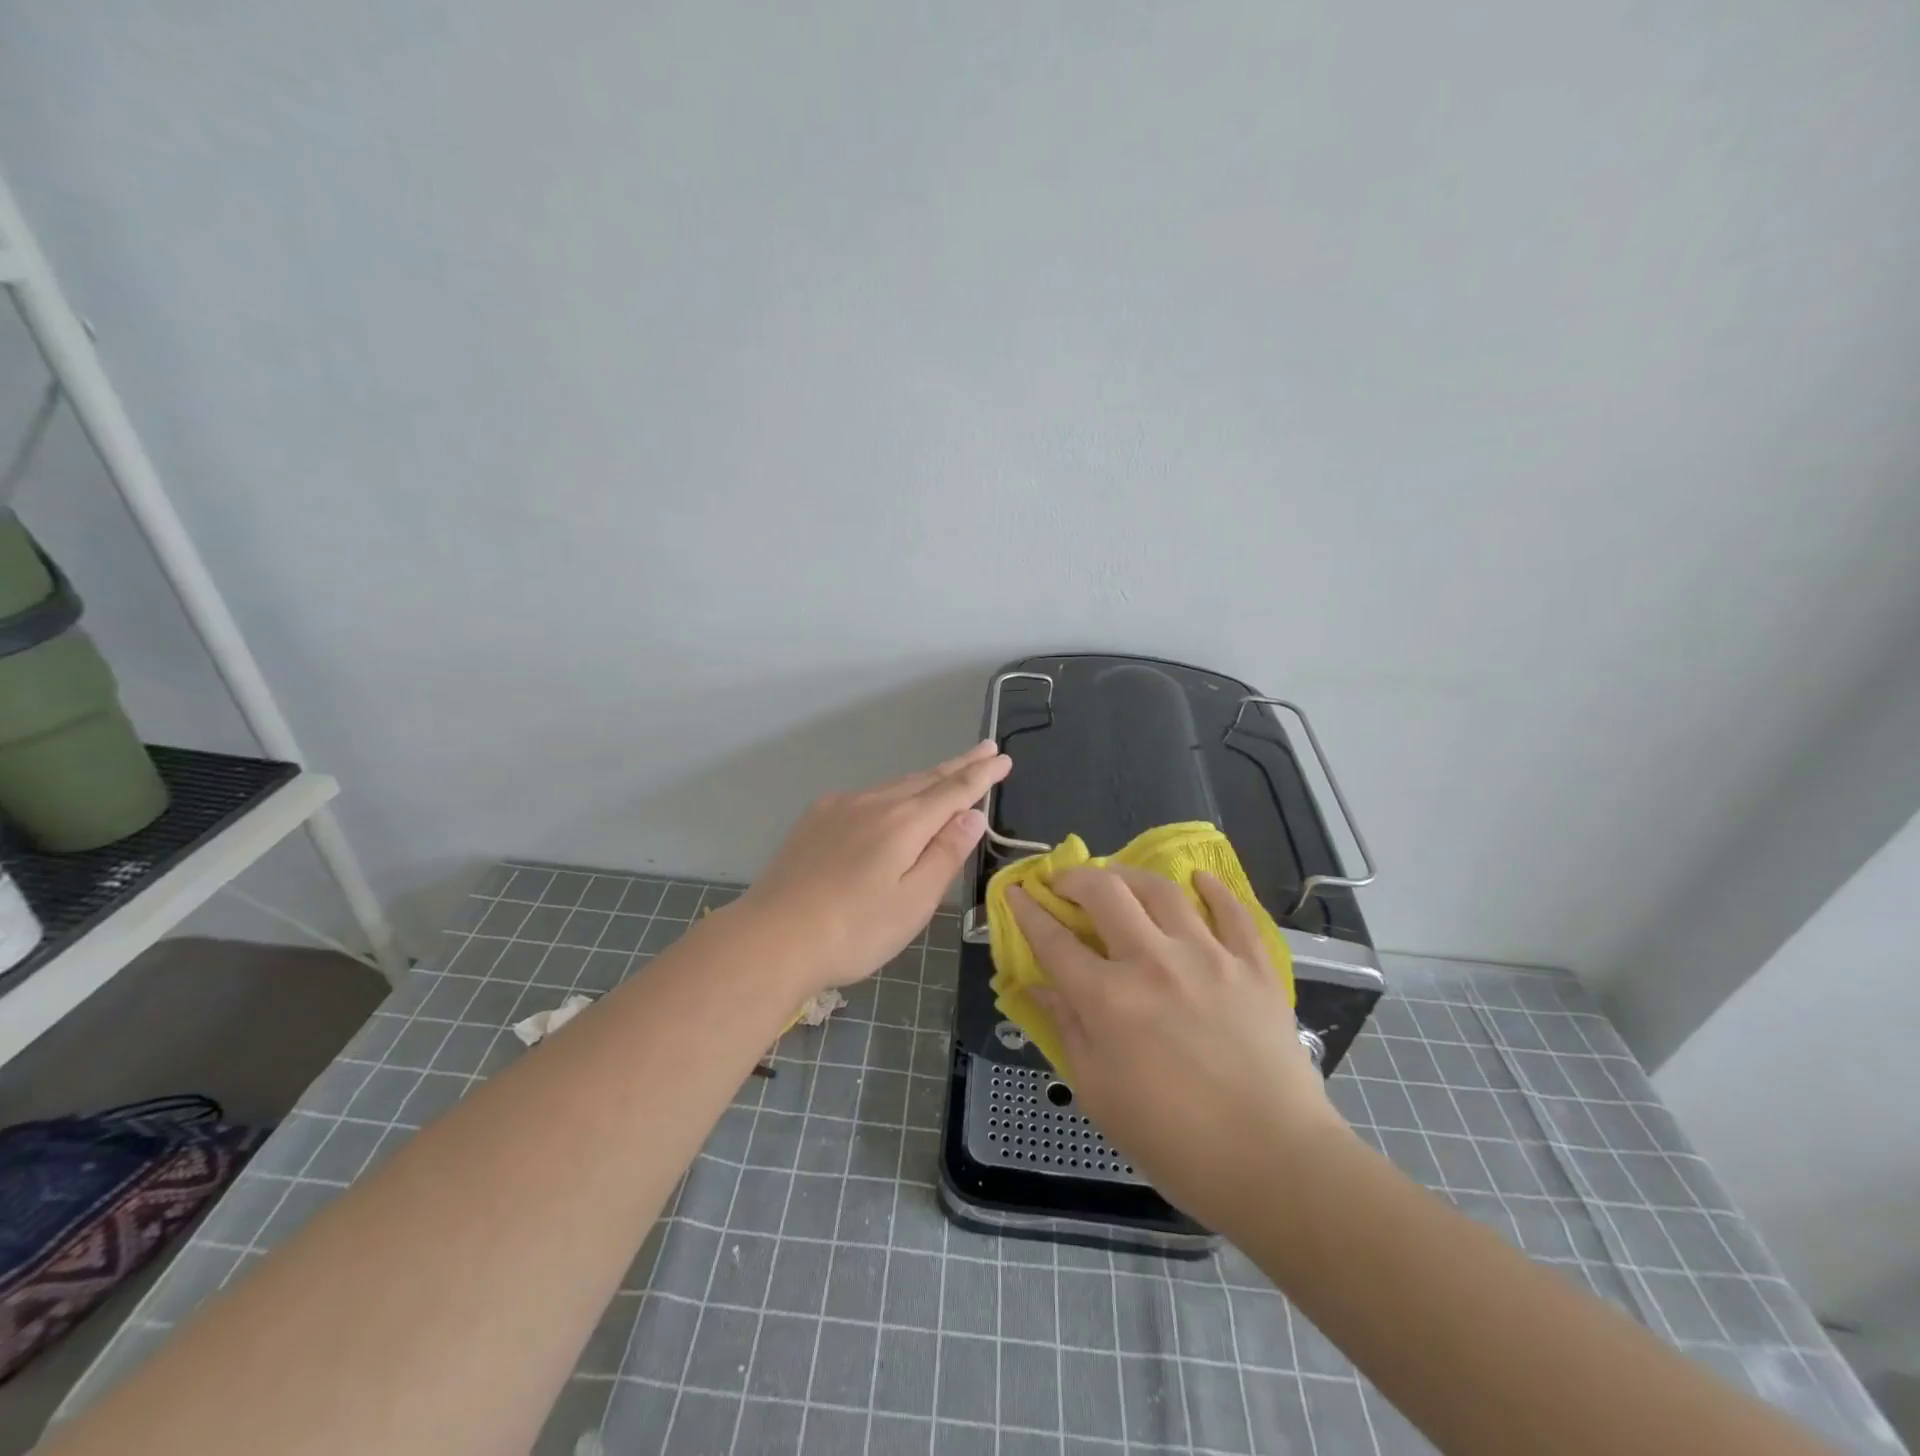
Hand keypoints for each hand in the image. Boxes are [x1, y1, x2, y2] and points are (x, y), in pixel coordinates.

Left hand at [735, 741, 1010, 991]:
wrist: (772, 938)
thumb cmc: (854, 931)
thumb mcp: (914, 902)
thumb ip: (945, 855)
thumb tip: (973, 815)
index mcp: (904, 823)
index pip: (954, 791)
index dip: (981, 775)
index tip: (1003, 757)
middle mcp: (874, 804)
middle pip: (926, 779)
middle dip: (959, 765)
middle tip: (986, 749)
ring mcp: (840, 808)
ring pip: (895, 785)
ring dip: (926, 778)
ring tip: (948, 773)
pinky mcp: (816, 820)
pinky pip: (867, 796)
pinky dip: (893, 793)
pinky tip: (892, 803)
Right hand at [1009, 865, 1353, 1231]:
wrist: (1274, 1162)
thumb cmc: (1174, 1141)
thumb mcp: (1099, 1093)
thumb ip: (1066, 1029)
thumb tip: (1035, 987)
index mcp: (1108, 999)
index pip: (1053, 940)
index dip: (1028, 912)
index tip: (1016, 893)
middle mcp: (1153, 962)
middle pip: (1104, 893)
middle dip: (1074, 879)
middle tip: (1064, 884)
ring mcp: (1208, 956)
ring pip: (1161, 890)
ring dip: (1129, 874)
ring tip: (1117, 877)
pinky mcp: (1252, 965)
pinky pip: (1231, 910)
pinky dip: (1211, 888)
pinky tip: (1197, 879)